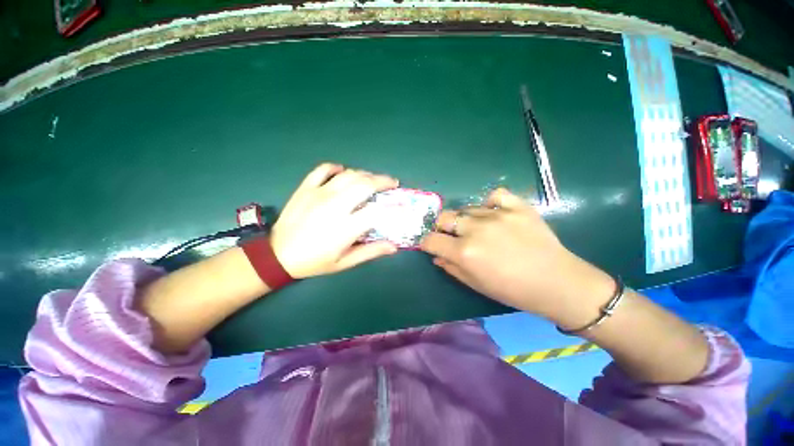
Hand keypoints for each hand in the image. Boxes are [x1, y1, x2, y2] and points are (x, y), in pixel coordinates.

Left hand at [270, 163, 399, 278]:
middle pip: (365, 185)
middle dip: (383, 181)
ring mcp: (318, 193)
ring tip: (373, 179)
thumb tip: (394, 246)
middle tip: (392, 183)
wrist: (277, 255)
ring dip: (365, 174)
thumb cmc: (314, 262)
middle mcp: (335, 205)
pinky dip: (336, 168)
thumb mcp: (344, 263)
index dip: (394, 207)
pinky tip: (343, 171)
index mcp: (345, 227)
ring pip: (348, 175)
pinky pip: (323, 169)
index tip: (403, 205)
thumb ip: (370, 252)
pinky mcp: (305, 188)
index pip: (377, 211)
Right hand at [420, 188, 613, 325]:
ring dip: (465, 219)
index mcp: (465, 252)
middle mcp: (476, 229)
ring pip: (467, 208)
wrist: (557, 283)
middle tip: (451, 235)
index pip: (431, 240)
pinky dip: (489, 203)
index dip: (427, 242)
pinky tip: (493, 213)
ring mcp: (498, 215)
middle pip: (444, 217)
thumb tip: (437, 255)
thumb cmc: (513, 290)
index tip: (431, 244)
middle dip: (441, 227)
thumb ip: (451, 267)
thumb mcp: (476, 284)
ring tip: (477, 228)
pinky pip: (495, 195)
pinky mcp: (517, 207)